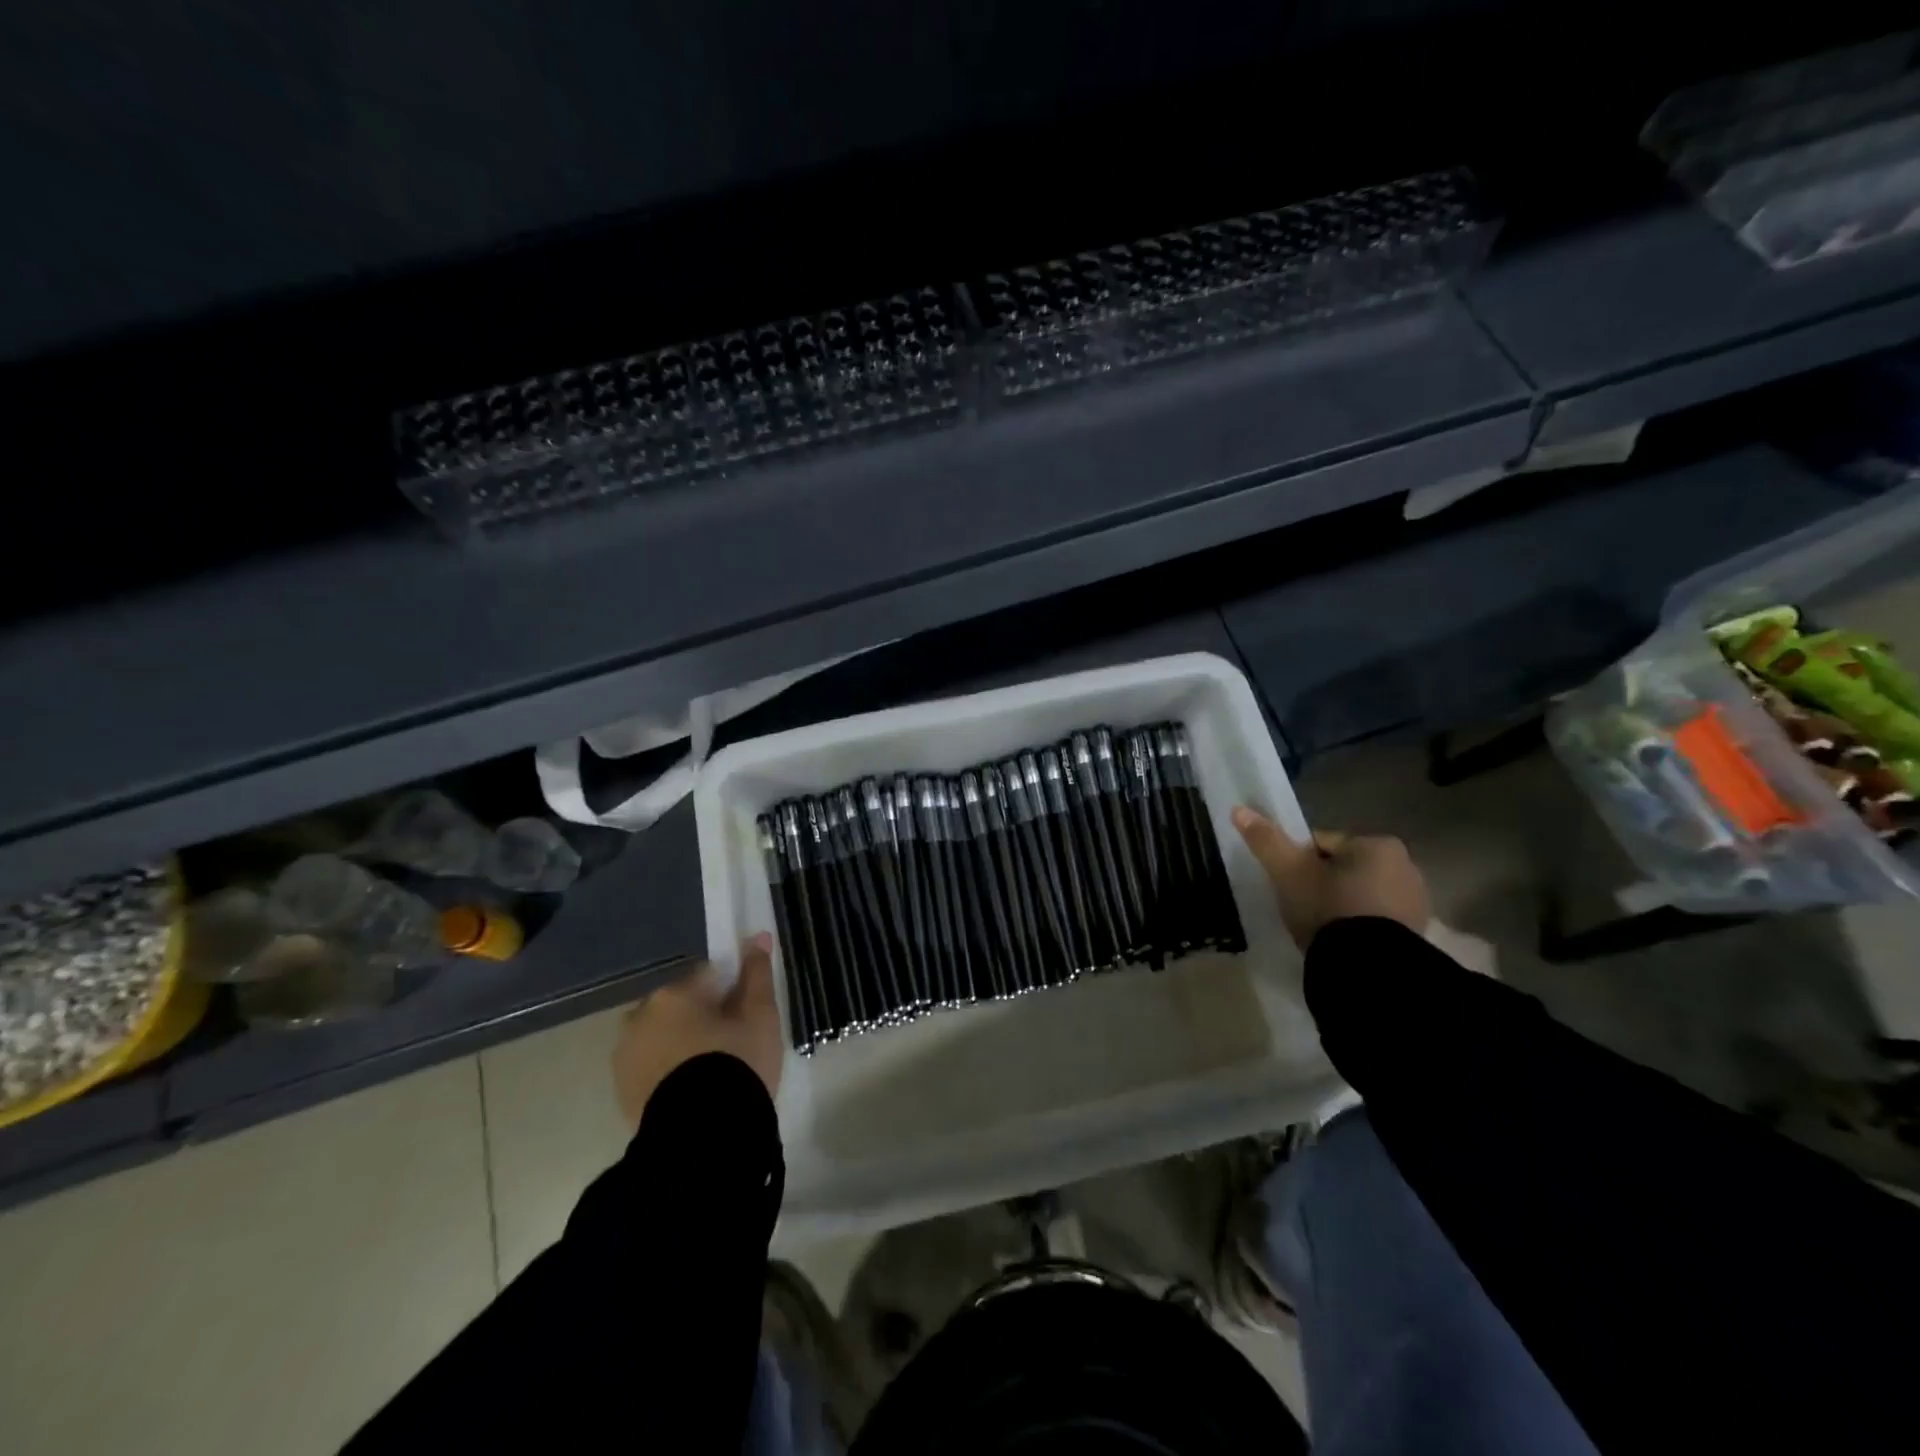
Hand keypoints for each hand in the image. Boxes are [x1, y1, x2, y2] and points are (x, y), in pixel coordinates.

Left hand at [613, 932, 782, 1126]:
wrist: (702, 1138)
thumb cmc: (736, 1066)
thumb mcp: (760, 1017)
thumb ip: (757, 974)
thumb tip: (758, 936)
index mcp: (674, 994)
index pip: (710, 976)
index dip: (733, 993)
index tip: (748, 1017)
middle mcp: (640, 1016)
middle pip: (682, 1005)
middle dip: (703, 1018)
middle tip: (733, 1046)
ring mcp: (625, 1055)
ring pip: (664, 1036)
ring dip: (683, 1044)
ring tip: (713, 1074)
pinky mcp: (621, 1091)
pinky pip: (652, 1066)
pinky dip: (669, 1071)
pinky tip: (693, 1092)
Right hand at [1231, 807, 1430, 950]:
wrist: (1368, 966)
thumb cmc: (1327, 907)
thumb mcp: (1288, 872)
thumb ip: (1266, 840)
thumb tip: (1238, 809)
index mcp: (1377, 843)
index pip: (1322, 844)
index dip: (1298, 862)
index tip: (1288, 884)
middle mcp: (1405, 865)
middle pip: (1345, 868)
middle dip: (1324, 883)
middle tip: (1302, 907)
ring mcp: (1416, 901)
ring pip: (1361, 893)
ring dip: (1343, 904)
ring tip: (1320, 928)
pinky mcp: (1417, 932)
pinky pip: (1377, 918)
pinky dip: (1360, 925)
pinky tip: (1343, 941)